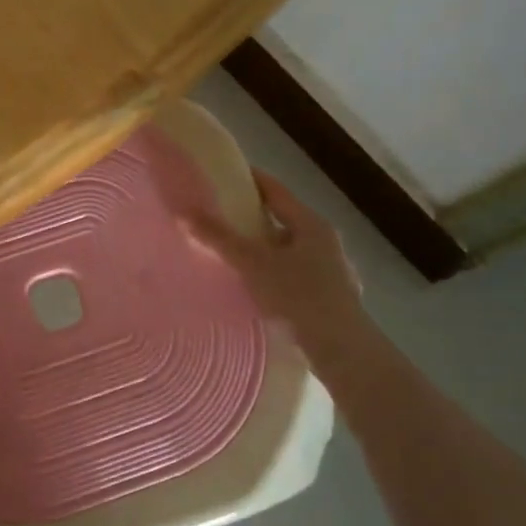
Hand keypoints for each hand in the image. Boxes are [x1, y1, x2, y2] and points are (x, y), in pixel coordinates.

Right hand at [182, 169, 369, 373]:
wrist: (341, 349)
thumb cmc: (298, 296)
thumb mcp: (252, 264)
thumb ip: (219, 238)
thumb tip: (184, 212)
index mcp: (311, 224)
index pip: (276, 191)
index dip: (251, 180)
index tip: (226, 176)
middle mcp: (326, 242)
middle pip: (285, 221)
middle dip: (255, 220)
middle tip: (223, 220)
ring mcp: (335, 271)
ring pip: (293, 251)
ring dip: (268, 251)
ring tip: (238, 258)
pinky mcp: (334, 299)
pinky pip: (299, 277)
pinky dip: (279, 276)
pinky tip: (263, 290)